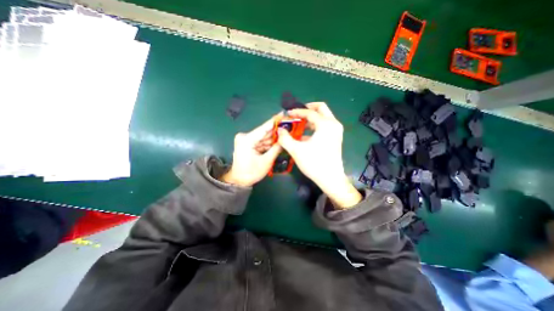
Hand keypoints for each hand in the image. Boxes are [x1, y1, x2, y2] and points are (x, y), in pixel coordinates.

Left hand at [221, 116, 280, 184]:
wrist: (239, 180)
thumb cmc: (251, 173)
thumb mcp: (266, 161)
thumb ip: (276, 148)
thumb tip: (285, 138)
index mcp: (247, 139)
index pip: (264, 128)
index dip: (275, 121)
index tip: (284, 114)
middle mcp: (245, 137)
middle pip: (264, 132)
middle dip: (277, 130)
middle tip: (289, 126)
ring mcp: (246, 140)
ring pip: (264, 137)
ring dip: (274, 137)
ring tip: (286, 134)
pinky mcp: (248, 144)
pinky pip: (261, 142)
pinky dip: (269, 142)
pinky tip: (279, 141)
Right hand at [277, 102, 364, 208]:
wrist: (330, 179)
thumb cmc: (314, 163)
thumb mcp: (296, 150)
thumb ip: (285, 138)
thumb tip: (279, 130)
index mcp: (325, 124)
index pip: (310, 112)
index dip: (297, 112)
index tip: (288, 113)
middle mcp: (333, 124)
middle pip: (321, 108)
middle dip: (308, 108)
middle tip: (297, 113)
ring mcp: (336, 131)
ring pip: (323, 117)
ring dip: (310, 118)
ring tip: (298, 124)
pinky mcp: (335, 138)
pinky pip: (324, 126)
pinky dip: (314, 126)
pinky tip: (304, 135)